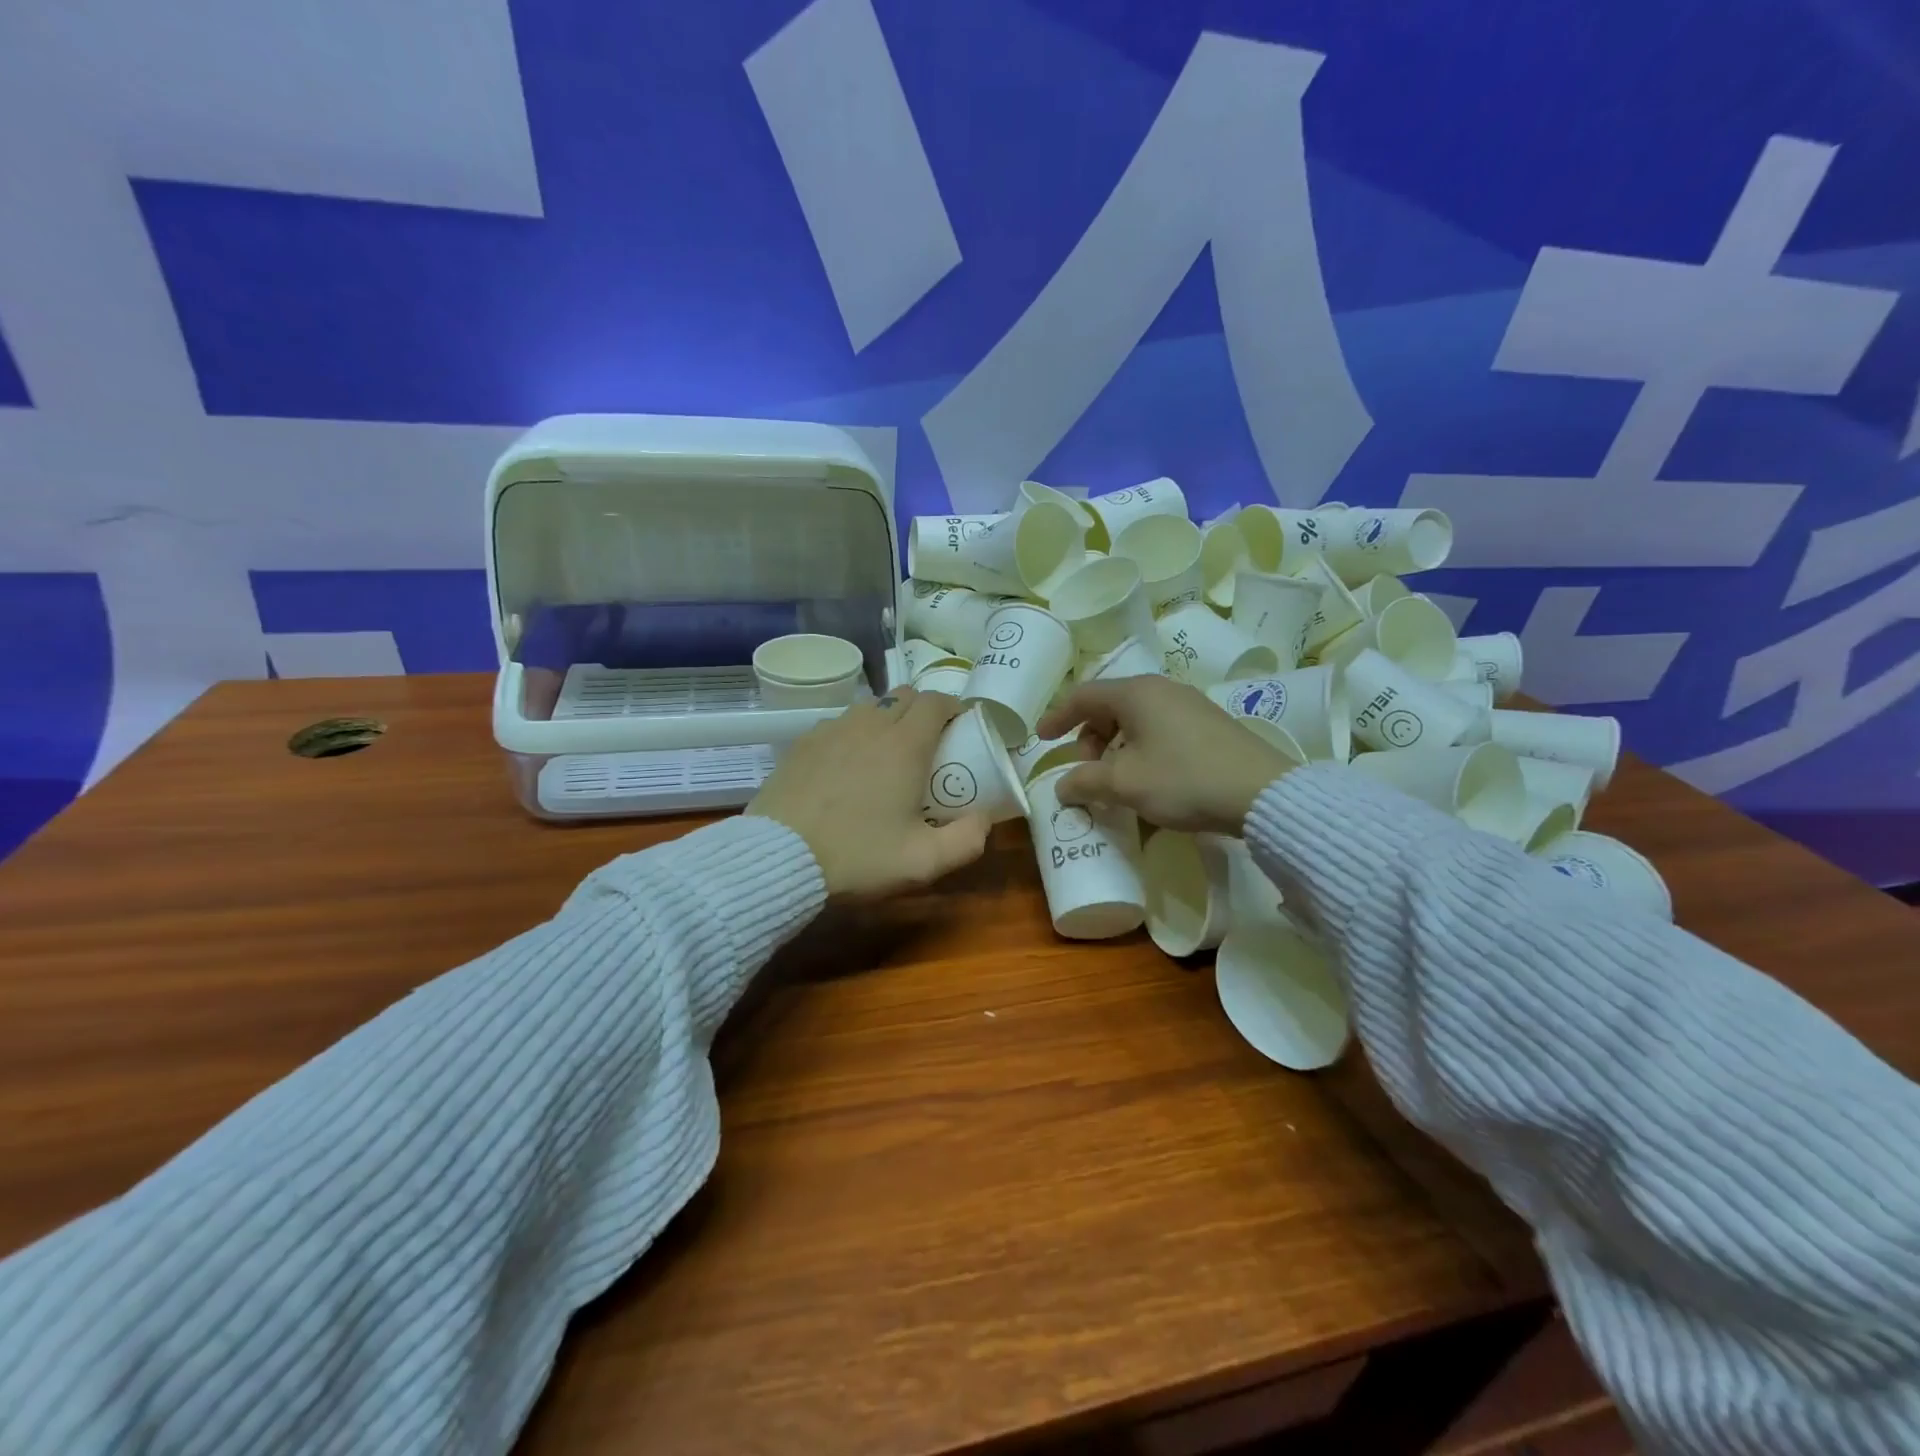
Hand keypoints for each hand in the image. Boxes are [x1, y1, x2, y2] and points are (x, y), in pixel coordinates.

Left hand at [747, 688, 990, 898]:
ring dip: (886, 719)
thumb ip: (967, 840)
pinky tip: (847, 765)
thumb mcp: (923, 862)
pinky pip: (838, 724)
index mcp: (905, 744)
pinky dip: (853, 734)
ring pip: (869, 707)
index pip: (936, 701)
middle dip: (922, 710)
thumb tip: (985, 818)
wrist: (780, 858)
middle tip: (928, 743)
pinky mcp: (802, 743)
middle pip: (904, 696)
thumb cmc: (858, 856)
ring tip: (887, 753)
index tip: (959, 728)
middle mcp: (870, 725)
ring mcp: (832, 730)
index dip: (952, 708)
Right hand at [1036, 677, 1295, 834]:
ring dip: (1115, 747)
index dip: (1058, 716)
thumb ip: (1085, 781)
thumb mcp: (1125, 783)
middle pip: (1110, 706)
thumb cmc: (1183, 779)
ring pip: (1136, 720)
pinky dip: (1141, 750)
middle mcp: (1162, 690)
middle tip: (1086, 771)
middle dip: (1089, 738)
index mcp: (1136, 693)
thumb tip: (1062, 786)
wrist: (1261, 793)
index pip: (1083, 696)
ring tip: (1116, 780)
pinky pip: (1160, 729)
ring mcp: (1189, 705)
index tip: (1042, 739)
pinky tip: (1149, 780)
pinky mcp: (1209, 725)